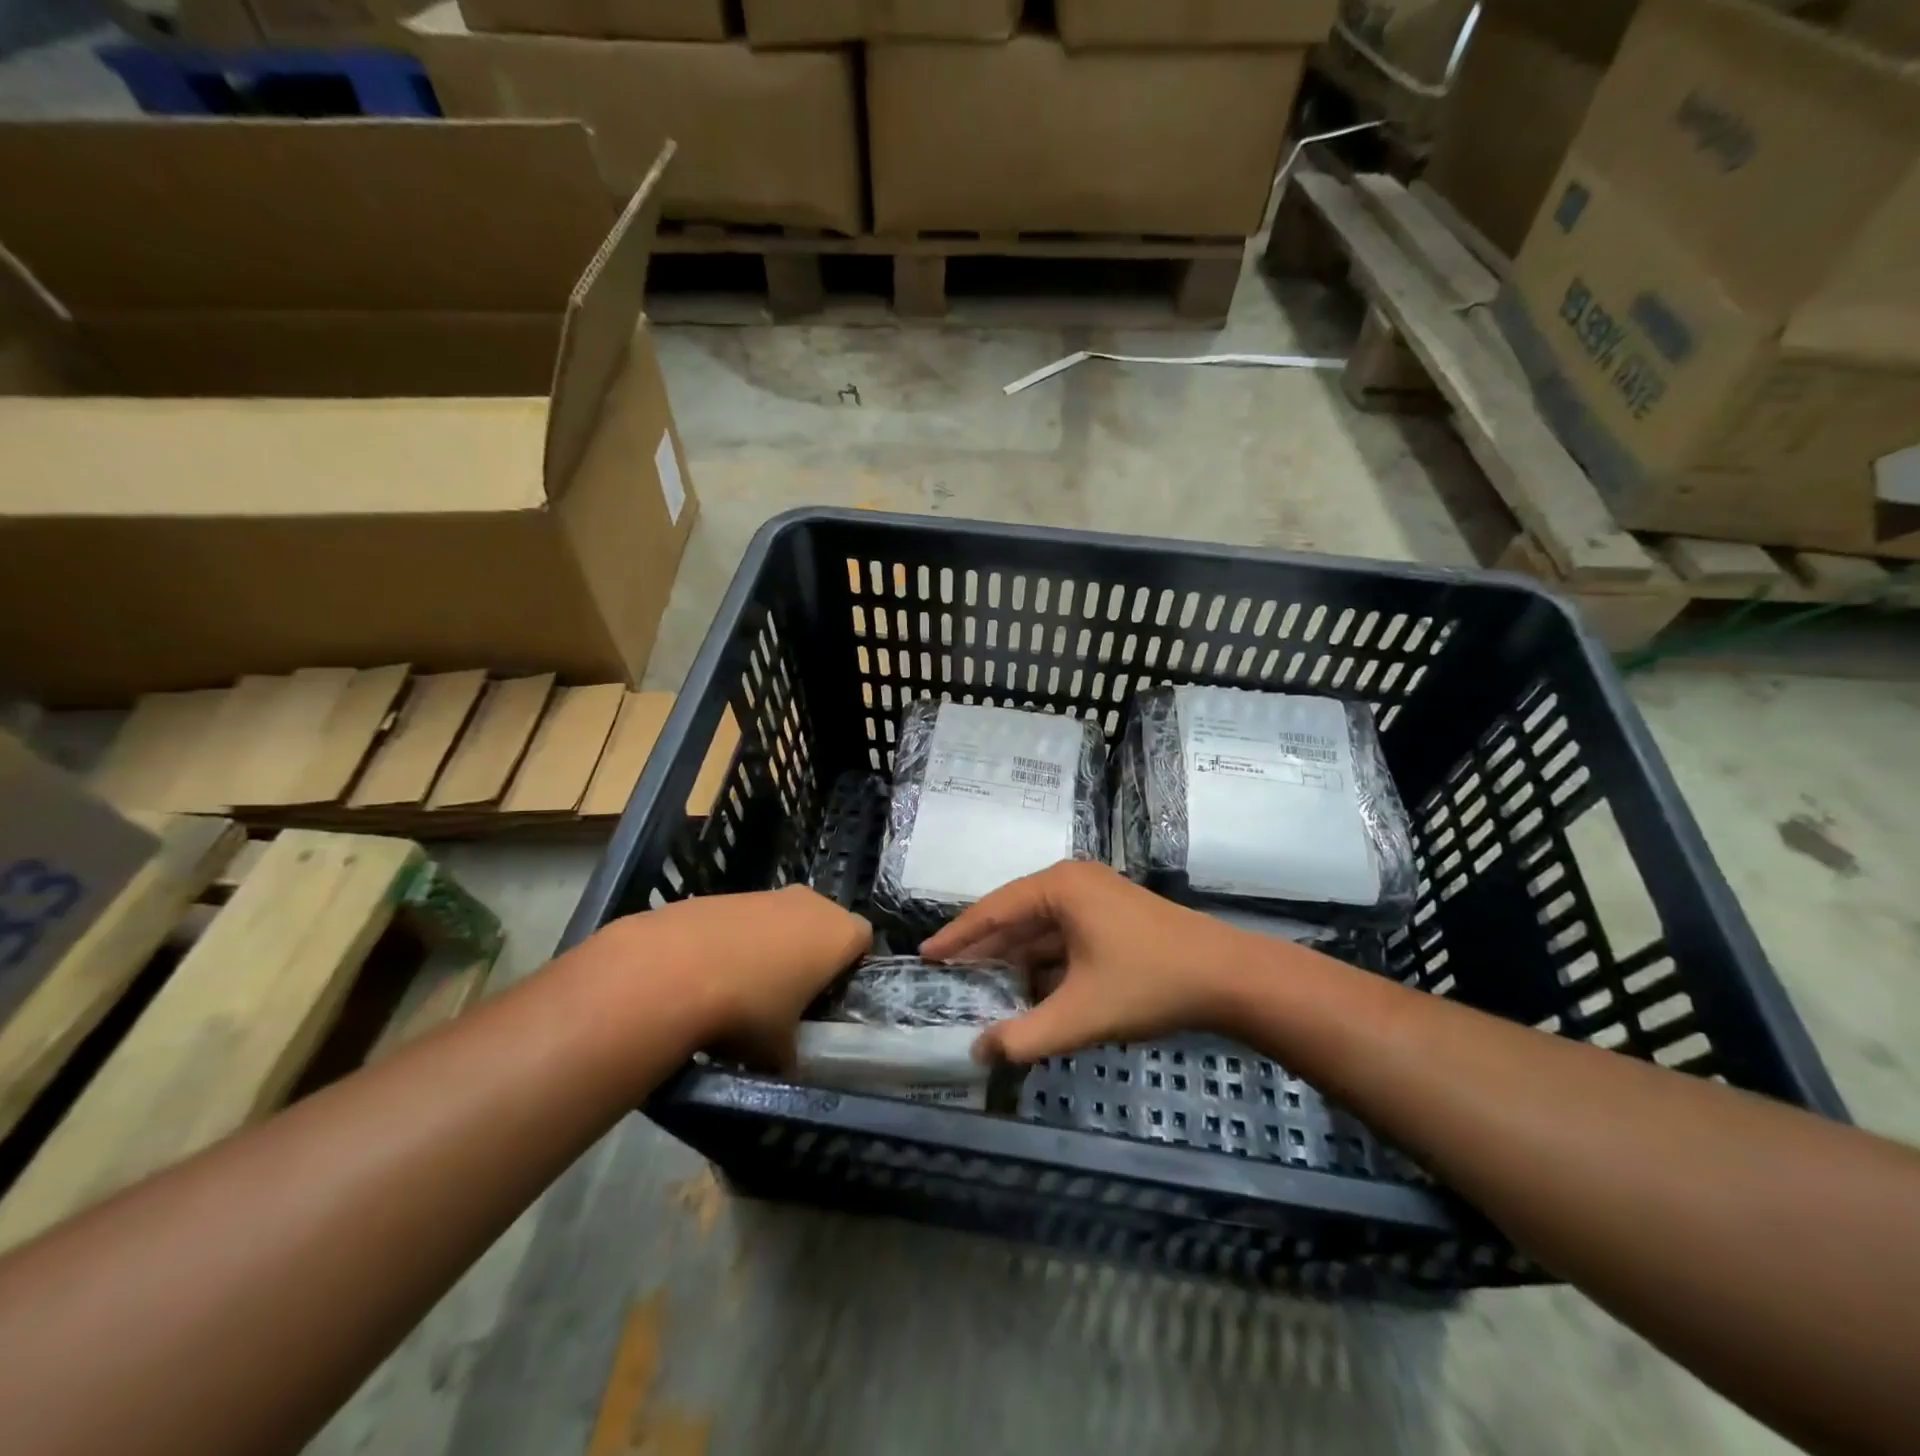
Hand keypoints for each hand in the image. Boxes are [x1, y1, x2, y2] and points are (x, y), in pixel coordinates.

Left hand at [588, 886, 870, 1065]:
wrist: (672, 971)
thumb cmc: (748, 1010)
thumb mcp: (780, 1051)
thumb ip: (794, 1051)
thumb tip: (785, 1059)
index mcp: (839, 933)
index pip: (864, 941)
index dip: (851, 968)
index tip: (831, 996)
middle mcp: (810, 903)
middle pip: (824, 924)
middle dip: (811, 953)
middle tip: (791, 993)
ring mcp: (766, 893)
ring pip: (782, 920)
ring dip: (772, 946)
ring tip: (744, 988)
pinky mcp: (725, 894)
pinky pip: (745, 919)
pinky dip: (736, 941)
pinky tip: (710, 974)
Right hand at [921, 862, 1251, 1063]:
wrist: (1229, 978)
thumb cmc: (1149, 983)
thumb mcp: (1081, 1014)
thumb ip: (1025, 1036)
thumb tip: (980, 1051)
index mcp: (1060, 887)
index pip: (994, 909)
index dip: (958, 936)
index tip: (926, 956)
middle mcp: (1074, 882)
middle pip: (1016, 916)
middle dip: (985, 949)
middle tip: (948, 977)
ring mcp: (1097, 898)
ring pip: (1041, 929)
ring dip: (1016, 959)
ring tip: (982, 987)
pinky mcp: (1114, 918)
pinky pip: (1065, 937)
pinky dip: (1045, 963)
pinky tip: (1030, 991)